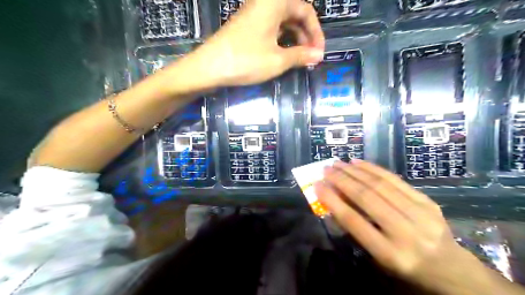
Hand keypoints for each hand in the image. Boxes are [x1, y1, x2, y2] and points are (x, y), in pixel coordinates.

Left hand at [166, 0, 323, 91]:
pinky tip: (284, 55)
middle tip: (311, 57)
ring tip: (300, 59)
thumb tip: (318, 56)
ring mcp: (254, 15)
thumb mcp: (278, 60)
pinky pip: (270, 29)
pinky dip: (281, 41)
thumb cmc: (246, 61)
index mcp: (275, 3)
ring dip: (294, 39)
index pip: (306, 10)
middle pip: (294, 14)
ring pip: (282, 23)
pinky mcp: (247, 27)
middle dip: (306, 36)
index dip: (316, 33)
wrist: (209, 67)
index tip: (319, 53)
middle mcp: (265, 3)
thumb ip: (301, 55)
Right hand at [315, 160, 483, 292]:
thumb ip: (357, 230)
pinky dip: (374, 169)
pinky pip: (396, 180)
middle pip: (367, 198)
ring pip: (380, 185)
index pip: (354, 221)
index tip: (318, 185)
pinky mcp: (428, 202)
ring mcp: (421, 214)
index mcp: (390, 254)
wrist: (451, 269)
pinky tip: (359, 163)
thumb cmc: (406, 267)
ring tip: (338, 163)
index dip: (333, 200)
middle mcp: (407, 233)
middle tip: (326, 169)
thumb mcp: (378, 258)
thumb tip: (335, 200)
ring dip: (355, 171)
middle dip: (342, 180)